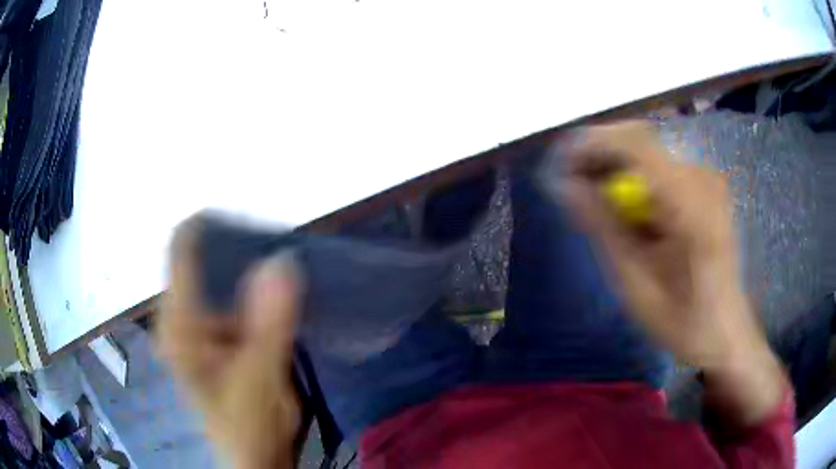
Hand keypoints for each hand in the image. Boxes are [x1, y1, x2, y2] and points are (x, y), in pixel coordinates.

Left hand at [157, 220, 300, 467]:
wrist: (257, 457)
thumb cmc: (249, 427)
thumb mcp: (260, 377)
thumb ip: (269, 323)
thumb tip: (282, 261)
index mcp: (179, 322)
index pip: (182, 247)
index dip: (212, 226)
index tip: (254, 224)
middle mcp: (183, 316)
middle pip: (205, 259)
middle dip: (242, 251)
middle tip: (282, 250)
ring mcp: (201, 325)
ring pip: (224, 278)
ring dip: (253, 272)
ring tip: (287, 268)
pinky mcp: (220, 336)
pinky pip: (236, 298)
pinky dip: (258, 292)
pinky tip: (282, 296)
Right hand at [556, 121, 785, 424]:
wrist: (724, 330)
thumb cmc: (682, 319)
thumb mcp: (635, 282)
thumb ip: (603, 228)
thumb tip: (565, 185)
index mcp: (689, 203)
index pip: (635, 142)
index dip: (593, 143)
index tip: (562, 164)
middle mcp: (701, 177)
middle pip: (640, 142)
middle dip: (601, 157)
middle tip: (574, 187)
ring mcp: (706, 179)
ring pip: (648, 153)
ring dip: (617, 170)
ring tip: (597, 202)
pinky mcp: (706, 187)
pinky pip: (662, 168)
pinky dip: (637, 180)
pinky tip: (630, 211)